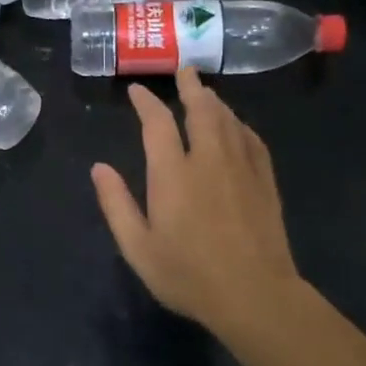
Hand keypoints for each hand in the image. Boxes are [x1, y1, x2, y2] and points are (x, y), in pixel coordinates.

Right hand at [91, 68, 302, 343]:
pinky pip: (253, 141)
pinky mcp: (266, 183)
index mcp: (173, 174)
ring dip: (215, 101)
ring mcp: (242, 169)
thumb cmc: (188, 275)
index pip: (158, 124)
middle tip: (184, 69)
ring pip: (229, 121)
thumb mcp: (138, 247)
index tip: (137, 91)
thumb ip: (116, 204)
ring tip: (206, 91)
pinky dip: (241, 125)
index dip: (146, 103)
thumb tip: (99, 168)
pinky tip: (238, 125)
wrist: (255, 296)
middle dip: (190, 87)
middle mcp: (208, 161)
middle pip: (201, 110)